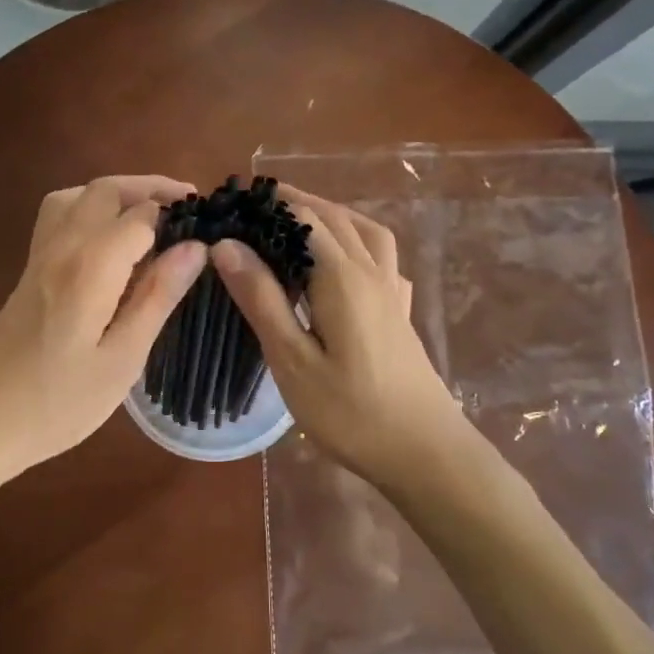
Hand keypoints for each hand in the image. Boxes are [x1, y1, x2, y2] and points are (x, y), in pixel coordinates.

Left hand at [0, 175, 206, 472]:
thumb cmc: (58, 403)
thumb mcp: (122, 359)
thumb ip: (157, 296)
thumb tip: (195, 247)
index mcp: (90, 266)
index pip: (142, 215)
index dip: (178, 215)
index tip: (211, 228)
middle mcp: (62, 246)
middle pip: (106, 190)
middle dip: (151, 189)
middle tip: (189, 207)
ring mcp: (39, 255)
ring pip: (77, 195)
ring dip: (117, 193)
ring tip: (151, 215)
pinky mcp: (29, 270)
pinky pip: (59, 215)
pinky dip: (89, 207)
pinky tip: (108, 240)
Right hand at [211, 185, 471, 489]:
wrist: (426, 452)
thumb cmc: (351, 412)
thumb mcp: (293, 360)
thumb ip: (262, 299)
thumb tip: (227, 244)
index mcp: (342, 277)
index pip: (304, 219)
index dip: (271, 204)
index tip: (236, 201)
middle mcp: (371, 272)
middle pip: (335, 218)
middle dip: (297, 202)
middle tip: (258, 204)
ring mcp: (393, 292)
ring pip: (366, 232)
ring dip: (333, 215)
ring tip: (302, 219)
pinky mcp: (402, 313)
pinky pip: (384, 259)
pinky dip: (362, 243)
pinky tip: (350, 264)